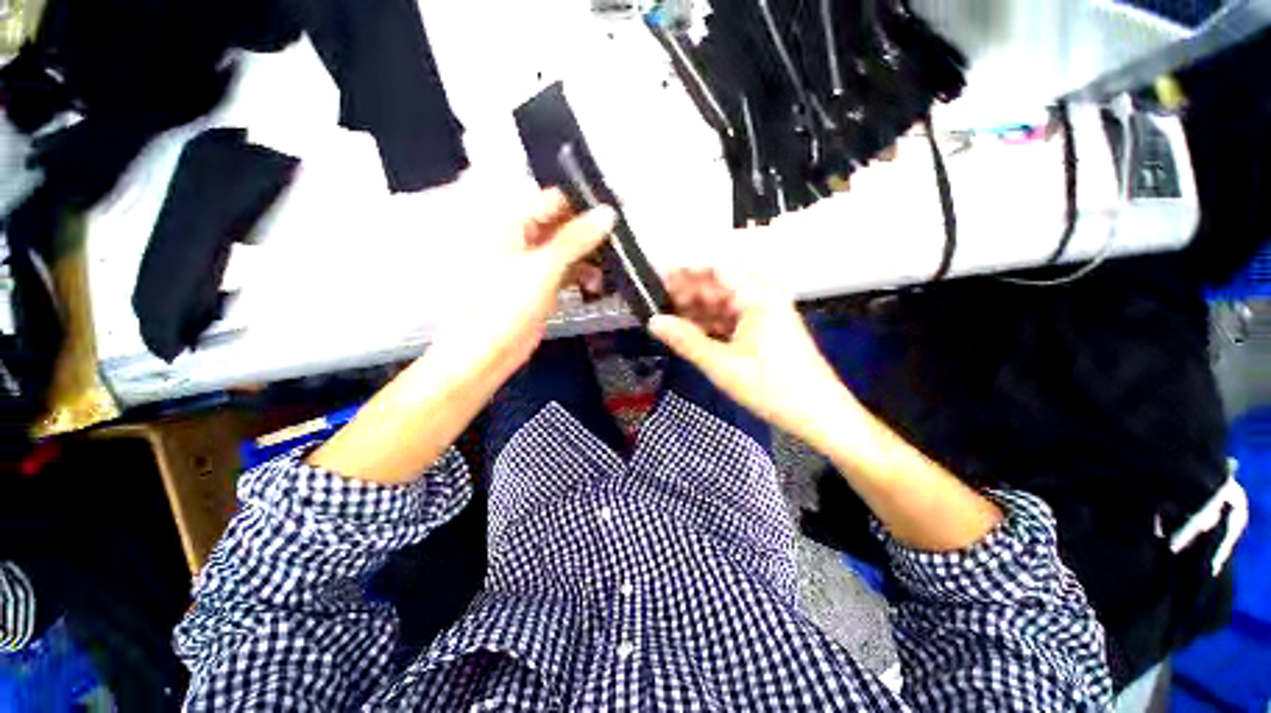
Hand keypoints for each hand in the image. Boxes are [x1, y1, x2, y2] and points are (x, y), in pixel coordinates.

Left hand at [309, 190, 613, 483]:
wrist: (486, 354)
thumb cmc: (505, 307)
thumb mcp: (543, 268)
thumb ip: (576, 239)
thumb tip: (608, 212)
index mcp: (509, 220)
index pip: (555, 198)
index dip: (586, 203)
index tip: (619, 209)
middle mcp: (521, 235)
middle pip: (564, 222)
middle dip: (592, 232)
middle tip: (623, 240)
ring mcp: (531, 260)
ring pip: (569, 247)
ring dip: (591, 257)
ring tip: (612, 268)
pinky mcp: (541, 282)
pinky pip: (567, 269)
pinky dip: (583, 274)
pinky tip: (597, 284)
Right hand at [649, 269, 861, 448]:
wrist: (819, 414)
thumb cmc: (772, 388)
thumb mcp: (722, 365)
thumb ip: (686, 341)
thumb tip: (655, 322)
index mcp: (758, 297)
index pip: (718, 270)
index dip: (688, 272)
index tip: (662, 279)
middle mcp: (765, 299)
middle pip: (722, 285)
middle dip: (692, 291)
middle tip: (662, 301)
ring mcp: (768, 315)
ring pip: (727, 303)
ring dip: (702, 308)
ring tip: (674, 317)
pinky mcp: (769, 331)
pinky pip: (736, 318)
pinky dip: (715, 323)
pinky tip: (697, 331)